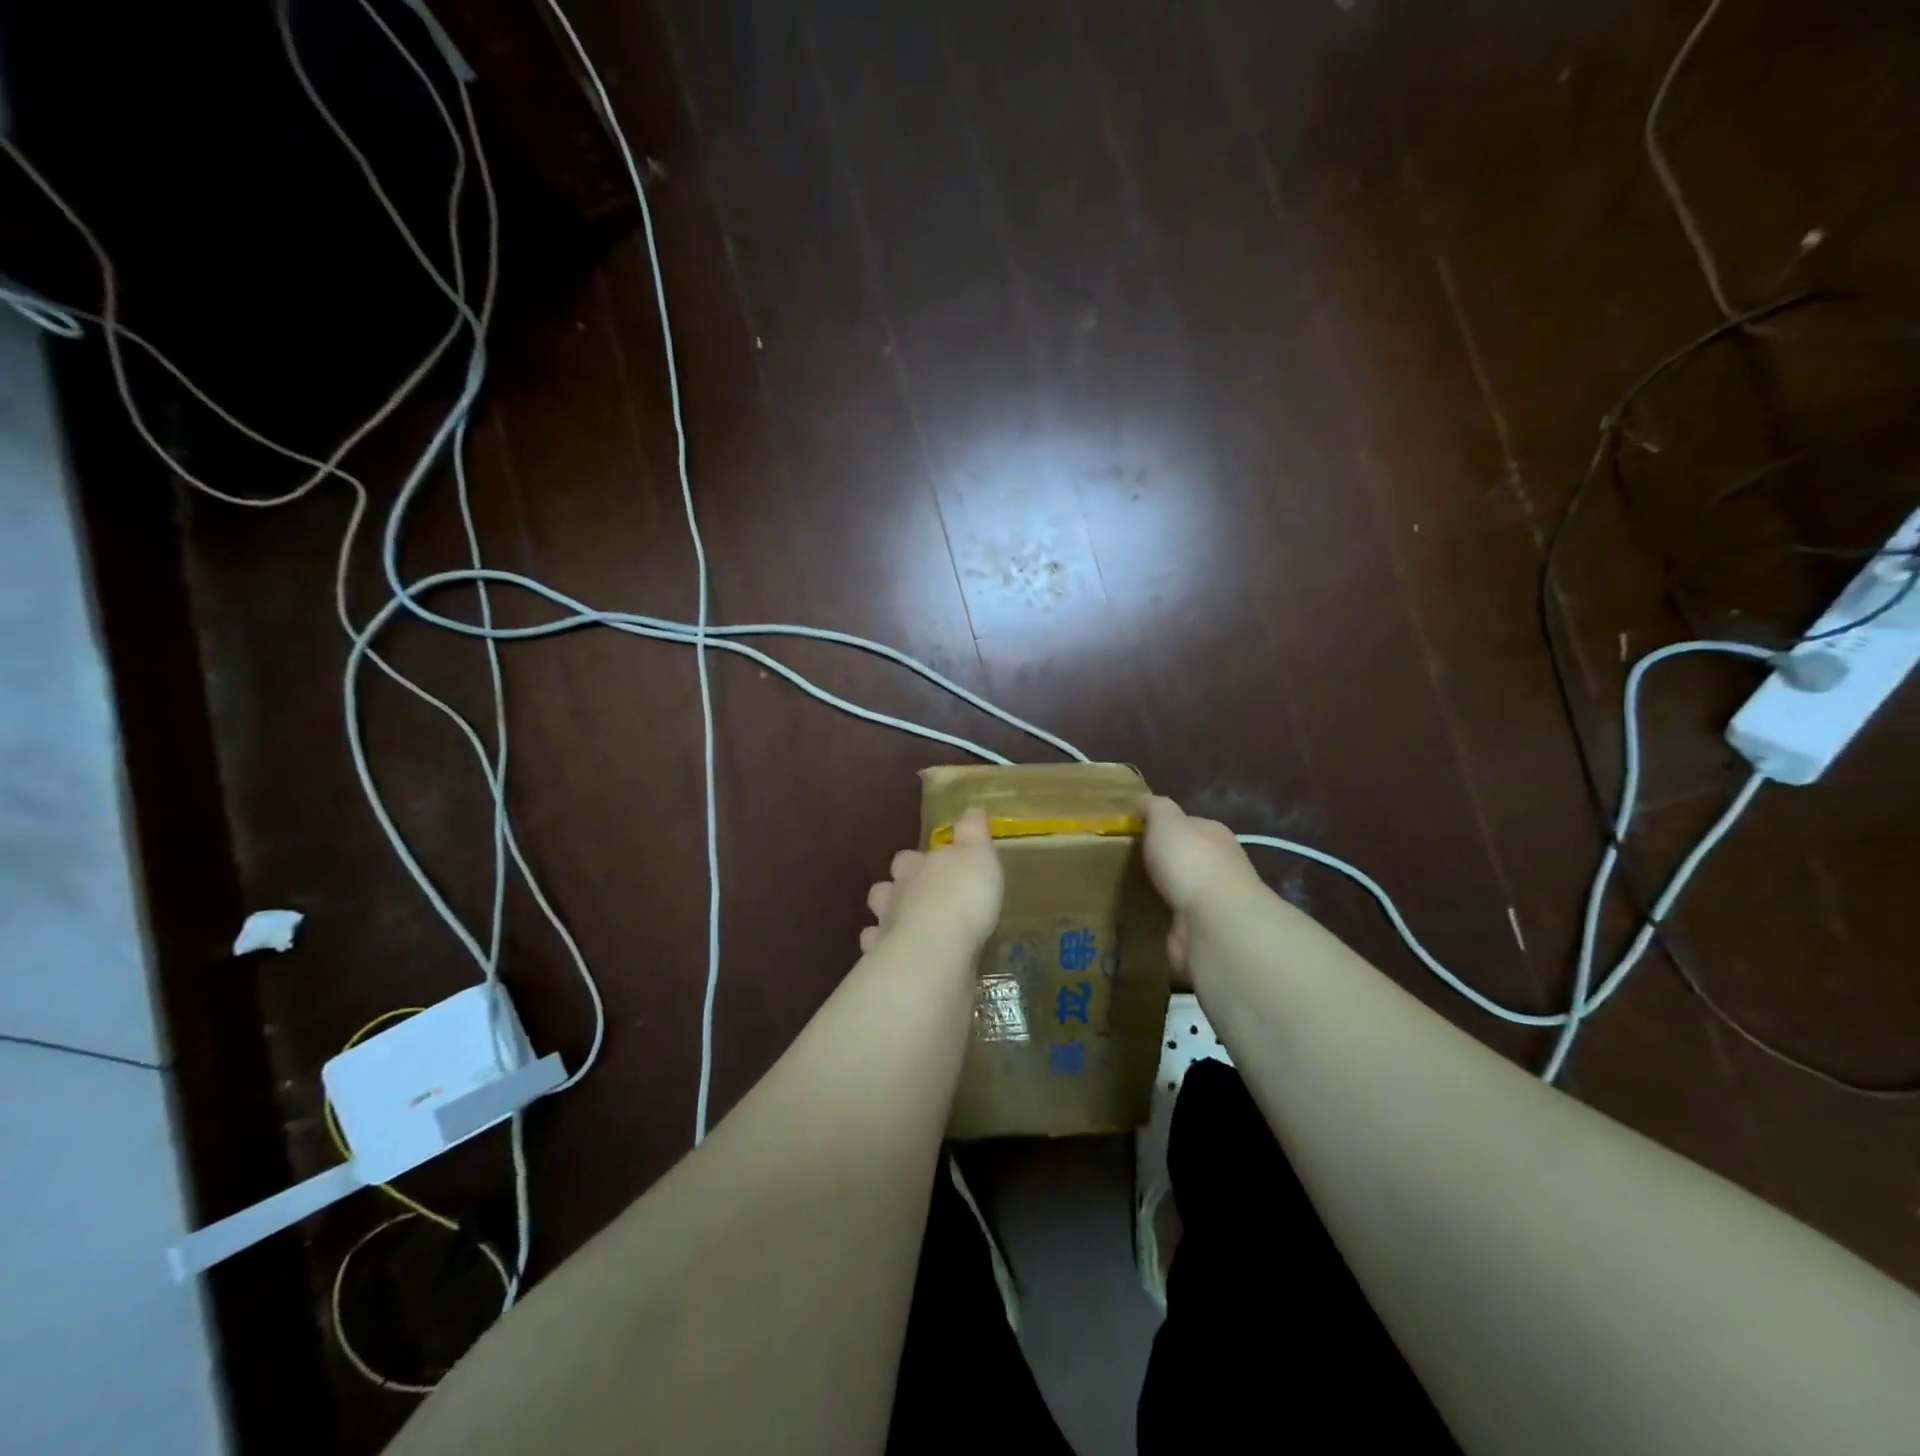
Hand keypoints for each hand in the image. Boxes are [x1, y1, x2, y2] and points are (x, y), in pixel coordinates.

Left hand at [860, 808, 1003, 955]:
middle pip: (886, 887)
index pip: (909, 858)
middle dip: (896, 888)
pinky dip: (882, 951)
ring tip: (903, 927)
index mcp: (917, 867)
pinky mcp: (885, 961)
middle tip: (914, 896)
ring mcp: (887, 929)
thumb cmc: (962, 895)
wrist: (937, 948)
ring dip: (887, 919)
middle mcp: (897, 894)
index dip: (917, 860)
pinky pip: (876, 952)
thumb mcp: (979, 855)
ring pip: (877, 918)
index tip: (931, 865)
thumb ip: (973, 833)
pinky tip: (896, 956)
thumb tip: (972, 809)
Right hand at [1142, 795, 1261, 975]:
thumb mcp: (1166, 820)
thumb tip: (1145, 800)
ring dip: (1163, 892)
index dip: (1163, 826)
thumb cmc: (1189, 860)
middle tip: (1127, 864)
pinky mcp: (1202, 930)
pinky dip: (1162, 918)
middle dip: (1163, 861)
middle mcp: (1219, 865)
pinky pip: (1176, 919)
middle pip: (1186, 858)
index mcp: (1213, 834)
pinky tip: (1141, 917)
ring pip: (1181, 890)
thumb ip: (1155, 807)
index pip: (1189, 825)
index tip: (1135, 833)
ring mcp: (1212, 900)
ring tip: (1128, 891)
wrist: (1212, 920)